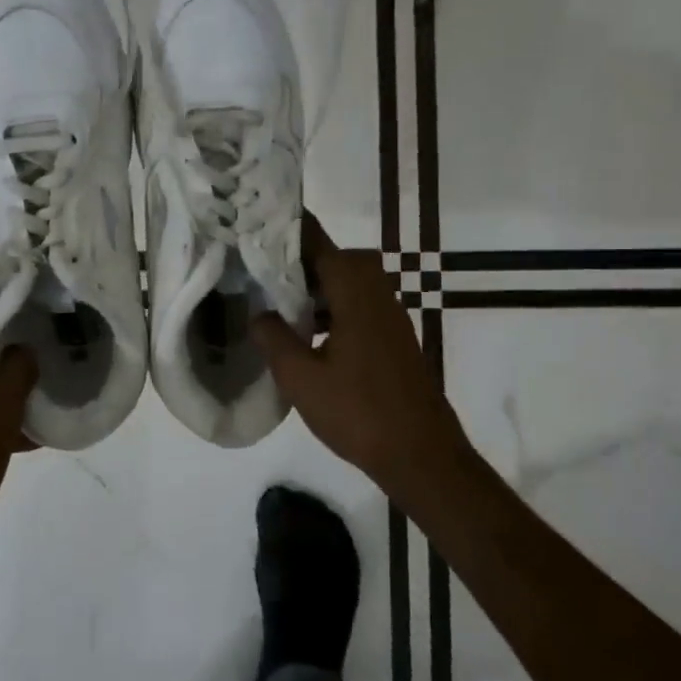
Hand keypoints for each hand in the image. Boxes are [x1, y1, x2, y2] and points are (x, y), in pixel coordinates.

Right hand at [252, 216, 463, 496]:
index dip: (290, 230)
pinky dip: (334, 307)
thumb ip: (274, 338)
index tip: (259, 224)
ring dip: (319, 285)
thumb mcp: (300, 377)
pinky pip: (360, 305)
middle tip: (268, 271)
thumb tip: (259, 314)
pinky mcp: (394, 338)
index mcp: (355, 293)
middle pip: (340, 257)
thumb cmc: (358, 412)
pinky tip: (310, 335)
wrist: (421, 455)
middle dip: (304, 258)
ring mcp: (390, 317)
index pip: (319, 243)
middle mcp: (377, 294)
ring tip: (281, 302)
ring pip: (351, 282)